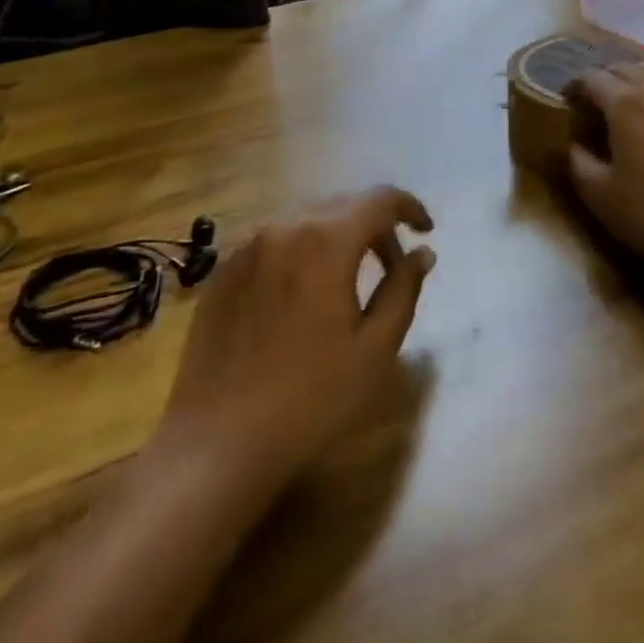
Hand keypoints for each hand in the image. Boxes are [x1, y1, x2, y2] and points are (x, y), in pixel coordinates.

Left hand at [155, 187, 434, 489]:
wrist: (217, 443)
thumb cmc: (310, 400)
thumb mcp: (374, 350)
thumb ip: (403, 289)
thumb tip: (423, 252)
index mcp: (326, 240)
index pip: (380, 199)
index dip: (409, 207)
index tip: (426, 230)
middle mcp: (285, 226)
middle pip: (343, 205)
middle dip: (375, 226)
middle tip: (392, 265)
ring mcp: (248, 245)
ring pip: (307, 221)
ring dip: (337, 237)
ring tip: (347, 281)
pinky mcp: (224, 269)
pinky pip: (274, 242)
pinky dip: (301, 252)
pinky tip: (302, 295)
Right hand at [563, 66, 643, 276]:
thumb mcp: (595, 191)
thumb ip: (576, 159)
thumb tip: (571, 142)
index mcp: (624, 105)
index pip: (593, 78)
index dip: (575, 85)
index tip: (566, 100)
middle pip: (627, 69)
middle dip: (606, 77)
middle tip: (593, 97)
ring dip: (643, 77)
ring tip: (632, 94)